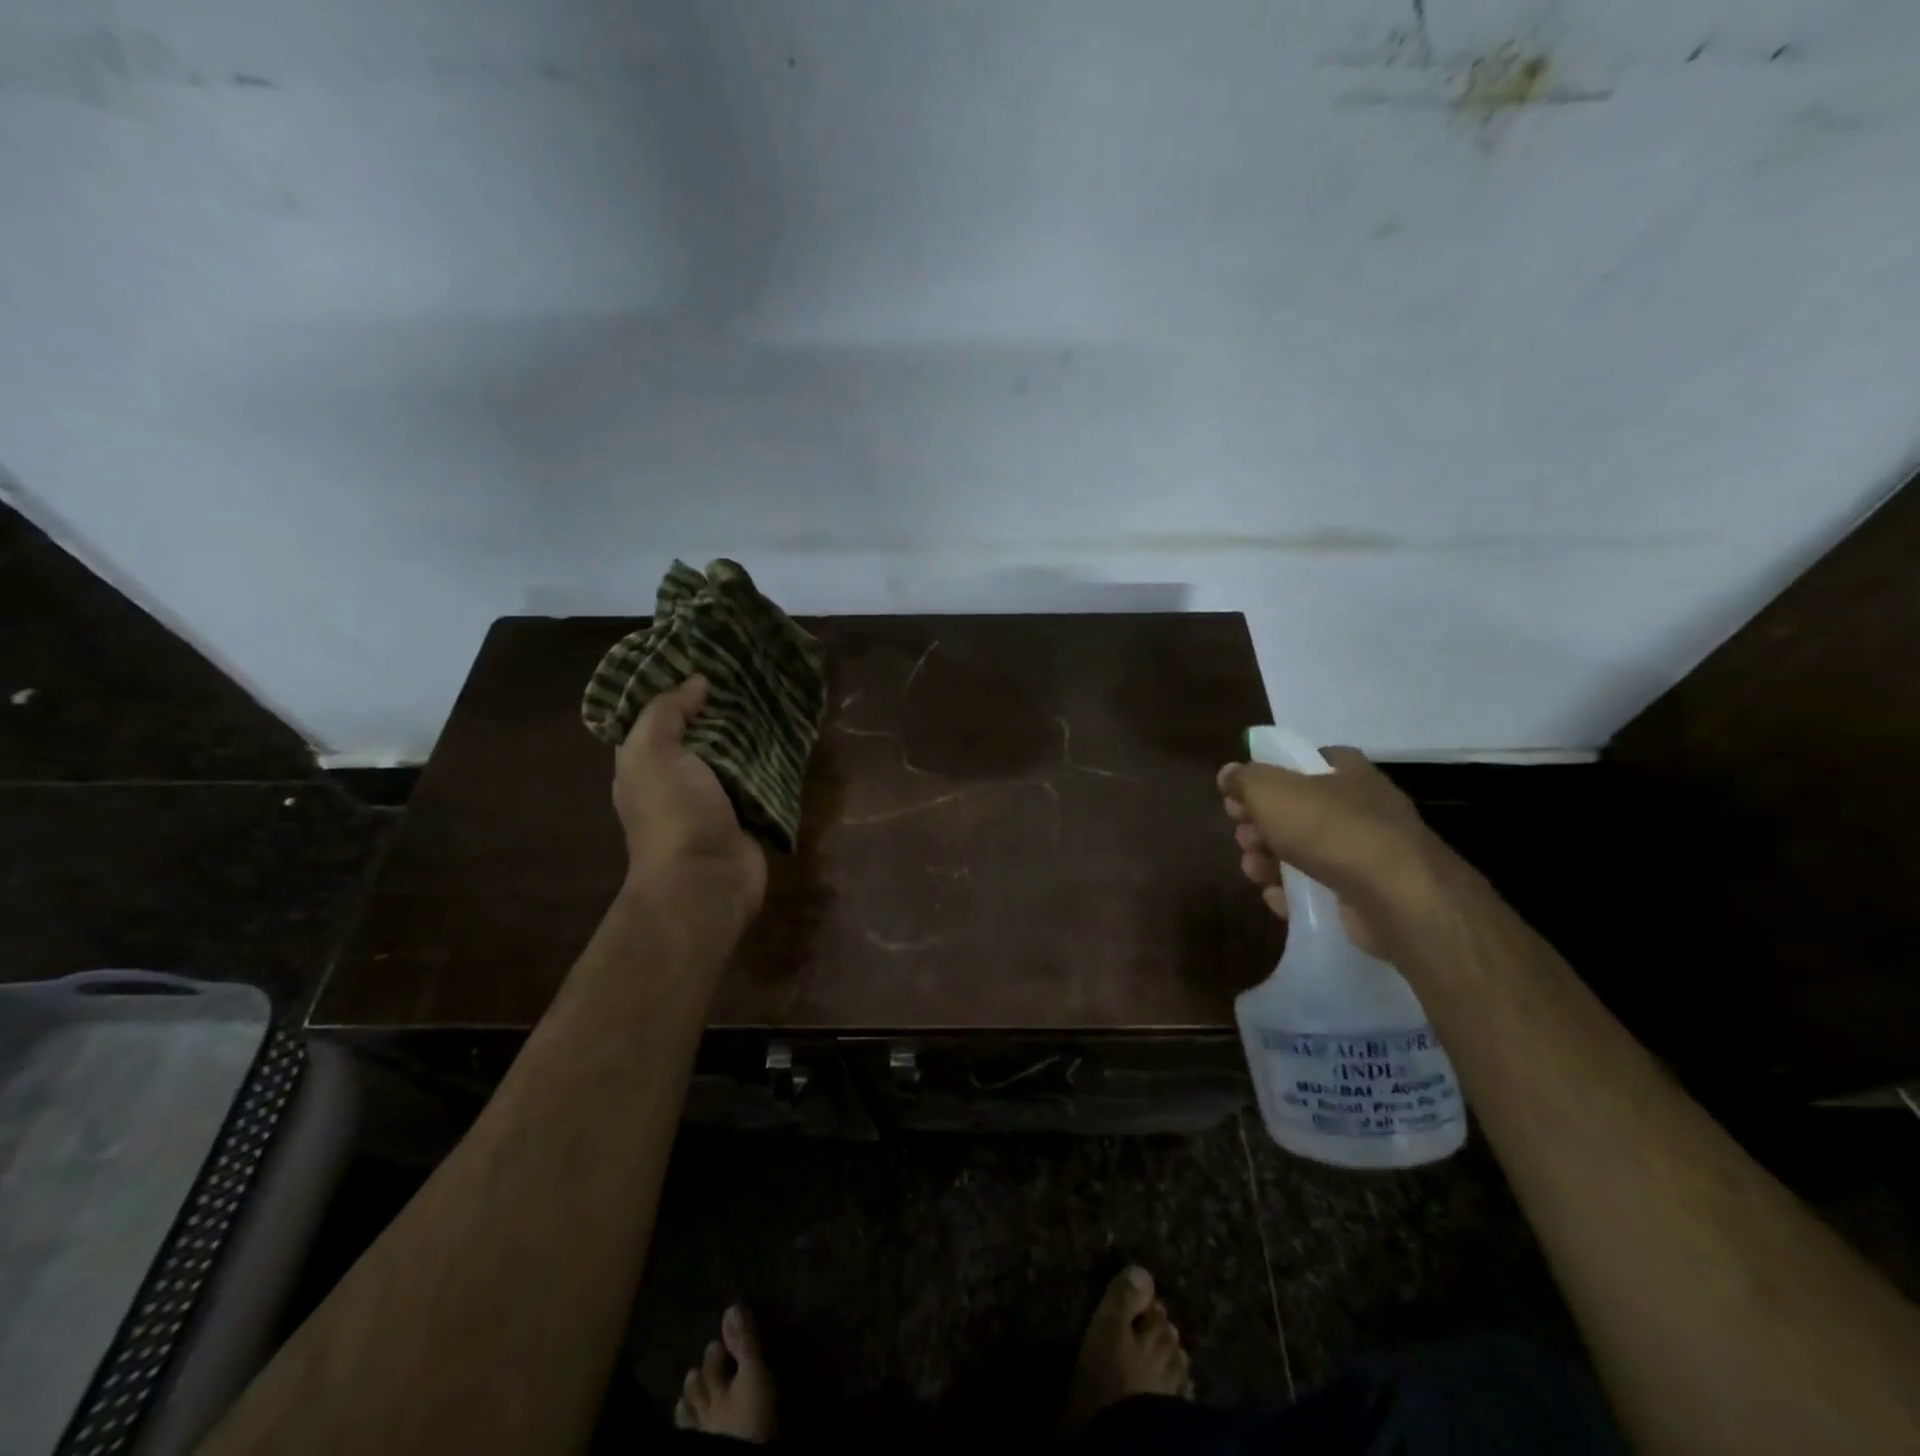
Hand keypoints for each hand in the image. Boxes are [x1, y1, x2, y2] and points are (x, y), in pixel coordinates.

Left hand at [613, 676, 767, 920]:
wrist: (707, 880)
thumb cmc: (674, 813)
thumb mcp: (653, 753)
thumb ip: (667, 712)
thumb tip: (696, 682)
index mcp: (646, 760)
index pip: (657, 713)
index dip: (676, 684)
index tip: (704, 653)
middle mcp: (679, 774)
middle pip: (701, 728)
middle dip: (722, 701)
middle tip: (750, 665)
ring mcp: (716, 793)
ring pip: (735, 749)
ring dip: (753, 726)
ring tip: (775, 687)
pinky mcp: (750, 808)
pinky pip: (762, 772)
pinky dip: (774, 754)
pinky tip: (791, 726)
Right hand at [1216, 748, 1451, 955]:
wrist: (1395, 897)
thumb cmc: (1329, 828)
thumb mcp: (1271, 790)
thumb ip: (1244, 779)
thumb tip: (1228, 774)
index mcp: (1346, 772)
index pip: (1305, 761)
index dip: (1269, 775)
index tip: (1241, 795)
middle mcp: (1361, 808)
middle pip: (1297, 810)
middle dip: (1260, 824)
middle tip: (1244, 836)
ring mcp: (1366, 854)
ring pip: (1303, 851)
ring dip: (1269, 860)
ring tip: (1254, 870)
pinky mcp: (1365, 895)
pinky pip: (1318, 889)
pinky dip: (1293, 893)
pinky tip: (1277, 898)